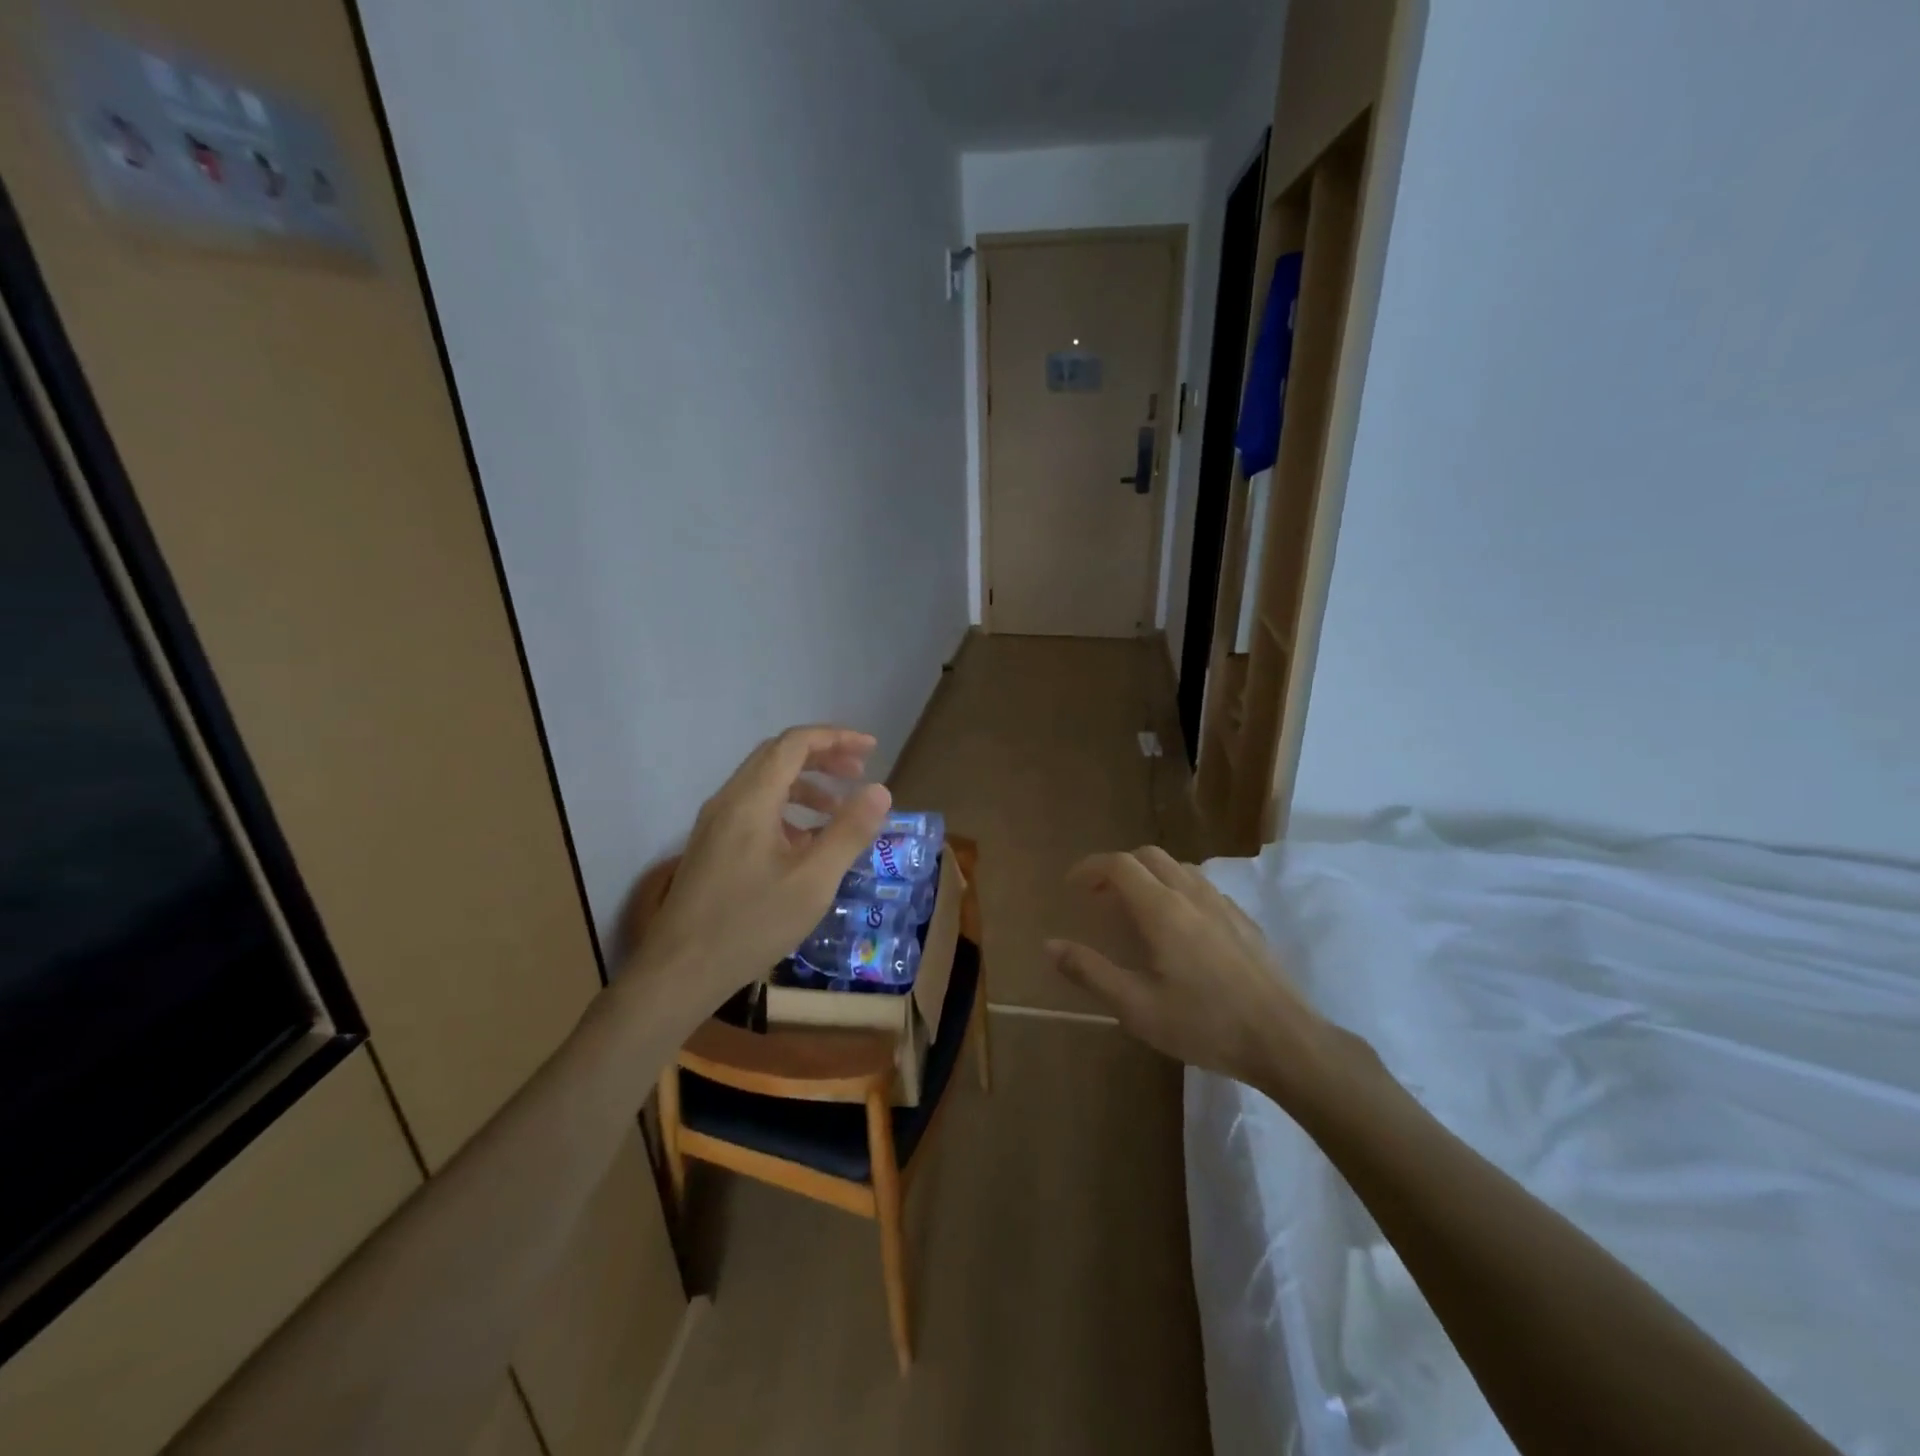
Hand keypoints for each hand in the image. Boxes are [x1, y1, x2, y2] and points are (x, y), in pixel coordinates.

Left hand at [631, 726, 890, 1012]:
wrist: (679, 972)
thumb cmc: (751, 924)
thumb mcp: (813, 881)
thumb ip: (848, 832)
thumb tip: (880, 791)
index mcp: (751, 800)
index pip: (795, 744)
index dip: (836, 738)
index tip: (871, 750)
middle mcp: (728, 800)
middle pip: (778, 756)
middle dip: (823, 757)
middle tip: (859, 774)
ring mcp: (715, 824)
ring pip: (764, 783)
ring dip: (805, 784)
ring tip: (838, 809)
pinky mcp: (711, 846)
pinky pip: (753, 809)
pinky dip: (786, 810)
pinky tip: (805, 842)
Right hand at [1047, 847, 1334, 1099]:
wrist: (1284, 1040)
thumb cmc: (1204, 1024)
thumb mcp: (1137, 1008)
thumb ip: (1091, 972)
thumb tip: (1051, 945)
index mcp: (1162, 910)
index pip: (1119, 864)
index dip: (1090, 867)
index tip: (1072, 886)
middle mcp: (1191, 894)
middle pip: (1149, 856)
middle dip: (1118, 867)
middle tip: (1099, 897)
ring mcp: (1222, 904)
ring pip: (1178, 867)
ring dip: (1149, 875)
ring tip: (1135, 908)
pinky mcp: (1244, 920)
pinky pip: (1202, 886)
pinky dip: (1176, 888)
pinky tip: (1179, 927)